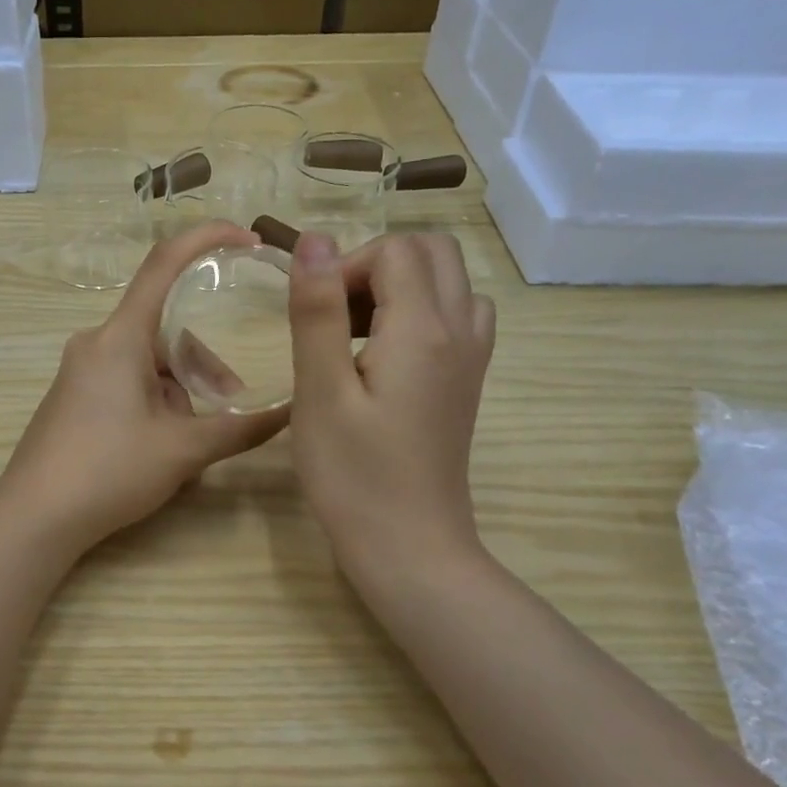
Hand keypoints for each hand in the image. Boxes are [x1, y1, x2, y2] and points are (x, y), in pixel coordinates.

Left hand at [0, 221, 289, 552]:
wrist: (34, 516)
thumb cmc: (108, 471)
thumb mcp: (182, 450)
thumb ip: (239, 429)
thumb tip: (290, 413)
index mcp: (120, 337)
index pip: (164, 264)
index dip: (207, 239)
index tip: (246, 238)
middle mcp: (96, 342)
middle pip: (164, 329)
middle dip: (202, 361)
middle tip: (231, 400)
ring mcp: (80, 370)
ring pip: (147, 361)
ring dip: (179, 389)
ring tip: (193, 439)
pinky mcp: (73, 395)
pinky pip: (126, 380)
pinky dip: (155, 399)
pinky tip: (163, 444)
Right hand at [287, 230, 495, 587]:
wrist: (410, 546)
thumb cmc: (354, 475)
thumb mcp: (320, 392)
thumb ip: (317, 311)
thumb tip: (314, 240)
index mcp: (423, 329)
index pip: (395, 250)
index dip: (347, 267)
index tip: (315, 315)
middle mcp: (460, 331)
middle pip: (433, 252)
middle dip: (377, 265)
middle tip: (335, 315)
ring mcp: (472, 358)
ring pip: (450, 282)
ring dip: (402, 286)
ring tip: (356, 333)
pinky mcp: (468, 382)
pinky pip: (458, 317)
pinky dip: (422, 312)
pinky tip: (385, 355)